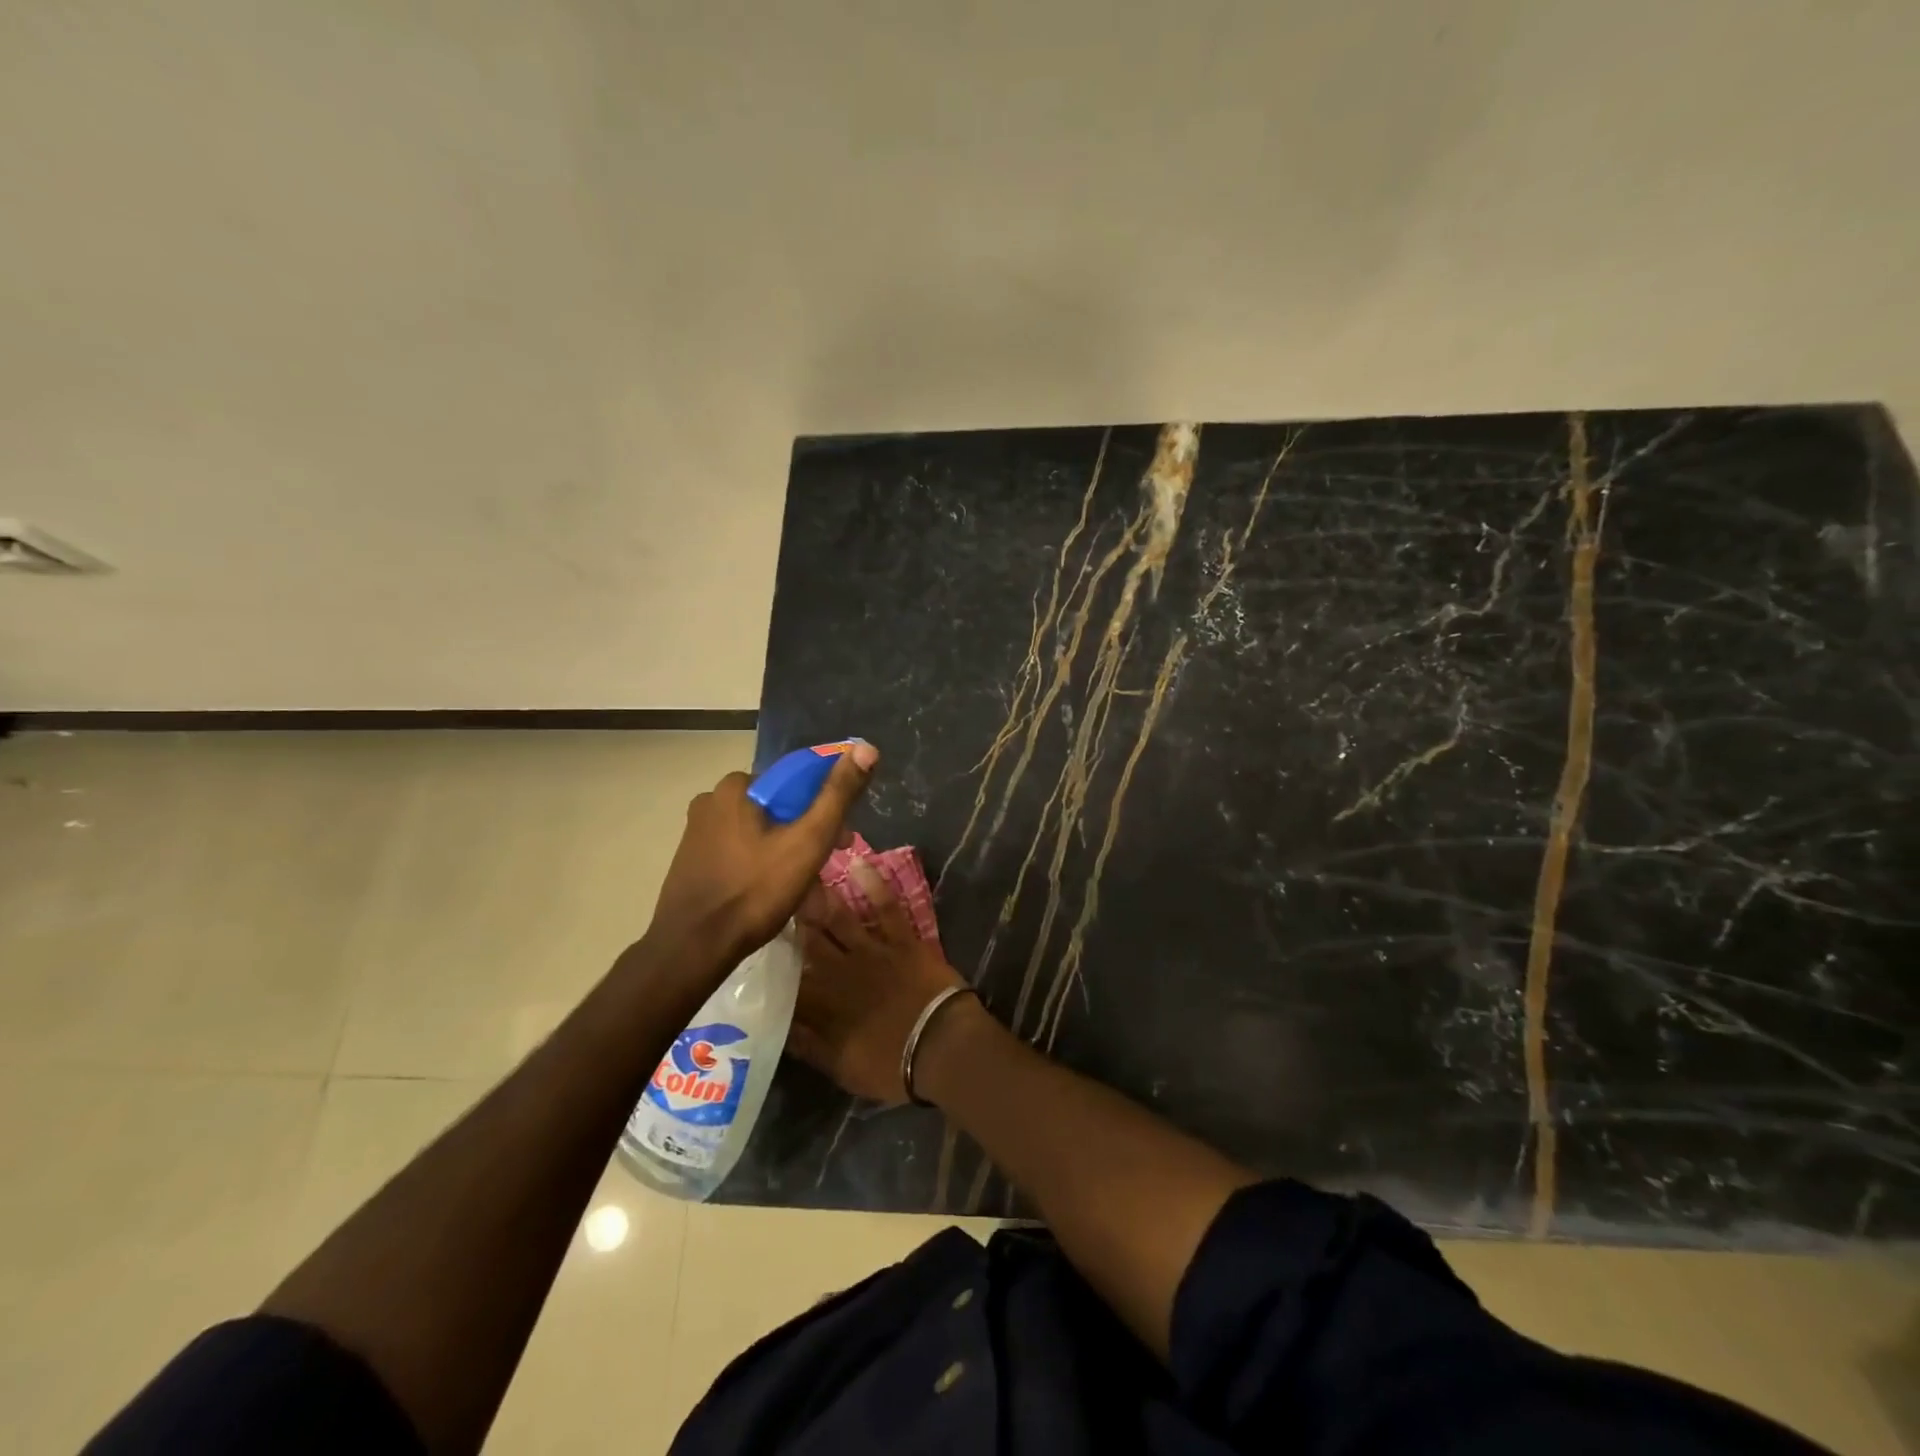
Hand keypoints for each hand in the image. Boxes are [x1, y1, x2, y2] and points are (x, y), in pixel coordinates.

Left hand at [648, 744, 877, 971]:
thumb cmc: (755, 891)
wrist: (692, 949)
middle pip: (779, 807)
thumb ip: (838, 795)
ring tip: (805, 887)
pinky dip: (762, 863)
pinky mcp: (692, 859)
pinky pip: (740, 850)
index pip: (796, 780)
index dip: (826, 805)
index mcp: (737, 786)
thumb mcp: (808, 841)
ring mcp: (698, 831)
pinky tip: (774, 892)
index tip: (842, 838)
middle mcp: (712, 799)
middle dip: (808, 832)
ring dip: (787, 850)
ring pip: (760, 831)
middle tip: (827, 865)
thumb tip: (866, 748)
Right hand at [790, 861, 966, 1104]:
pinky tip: (859, 862)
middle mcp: (839, 970)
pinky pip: (885, 906)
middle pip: (808, 940)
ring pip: (838, 918)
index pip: (787, 976)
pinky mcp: (901, 939)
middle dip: (789, 918)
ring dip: (820, 896)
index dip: (770, 958)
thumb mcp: (839, 1066)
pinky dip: (873, 884)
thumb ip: (807, 1044)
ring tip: (802, 874)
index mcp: (822, 1003)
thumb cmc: (890, 1064)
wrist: (940, 1047)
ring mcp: (871, 950)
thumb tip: (777, 1024)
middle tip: (771, 892)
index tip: (754, 938)